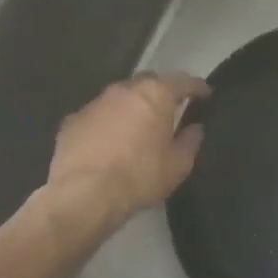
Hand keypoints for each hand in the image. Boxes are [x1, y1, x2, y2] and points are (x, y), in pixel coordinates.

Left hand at [47, 72, 209, 222]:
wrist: (84, 195)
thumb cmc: (139, 177)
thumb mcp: (177, 165)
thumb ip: (190, 142)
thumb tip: (194, 128)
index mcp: (155, 95)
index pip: (183, 82)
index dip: (197, 87)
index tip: (205, 94)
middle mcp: (124, 90)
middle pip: (148, 81)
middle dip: (160, 92)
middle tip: (167, 112)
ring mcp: (95, 103)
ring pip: (119, 97)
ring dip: (130, 108)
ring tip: (135, 129)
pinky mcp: (72, 121)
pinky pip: (96, 116)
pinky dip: (105, 124)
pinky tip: (106, 144)